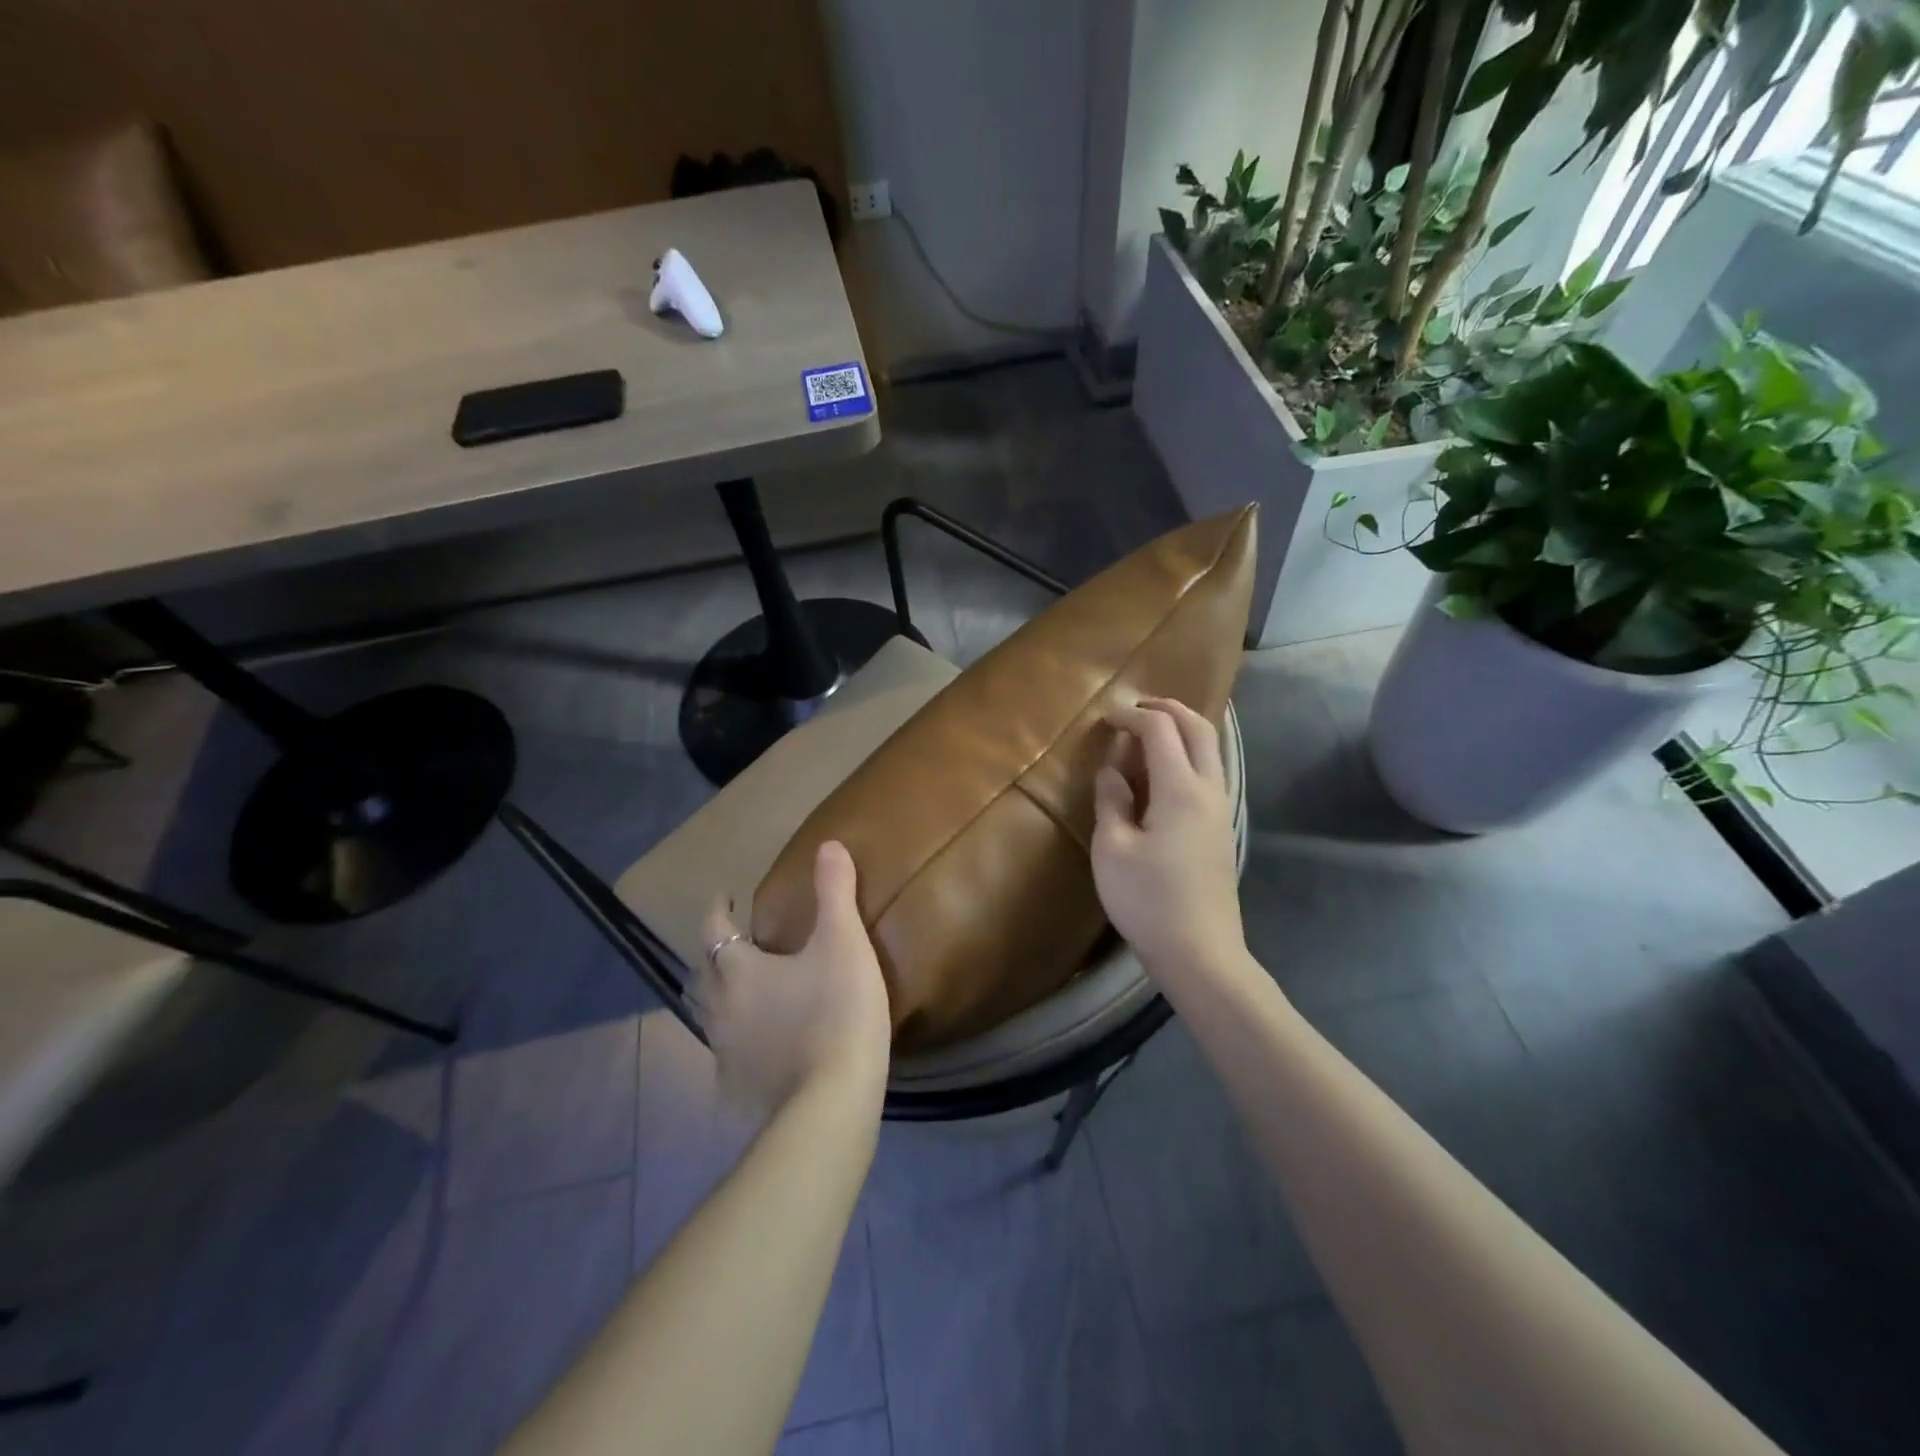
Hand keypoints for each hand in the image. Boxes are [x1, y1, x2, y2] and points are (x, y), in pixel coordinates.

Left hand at [697, 841, 891, 1116]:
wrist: (832, 1102)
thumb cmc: (836, 1012)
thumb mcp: (843, 943)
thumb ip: (835, 893)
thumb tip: (828, 845)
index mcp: (739, 971)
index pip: (715, 929)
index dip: (719, 909)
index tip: (726, 896)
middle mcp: (720, 1009)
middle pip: (703, 974)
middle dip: (714, 953)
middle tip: (735, 941)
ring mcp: (725, 1054)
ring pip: (710, 1016)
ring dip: (720, 996)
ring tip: (744, 989)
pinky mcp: (739, 1089)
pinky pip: (728, 1055)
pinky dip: (736, 1039)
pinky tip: (758, 1044)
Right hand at [1093, 698, 1246, 980]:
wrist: (1200, 953)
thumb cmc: (1148, 900)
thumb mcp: (1112, 849)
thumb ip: (1111, 801)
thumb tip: (1112, 771)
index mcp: (1181, 789)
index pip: (1160, 729)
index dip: (1131, 716)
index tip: (1106, 719)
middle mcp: (1209, 790)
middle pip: (1199, 728)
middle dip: (1168, 708)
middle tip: (1136, 707)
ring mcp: (1221, 810)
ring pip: (1210, 750)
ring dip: (1183, 729)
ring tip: (1150, 732)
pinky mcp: (1221, 829)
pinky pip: (1210, 772)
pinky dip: (1189, 755)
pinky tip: (1164, 772)